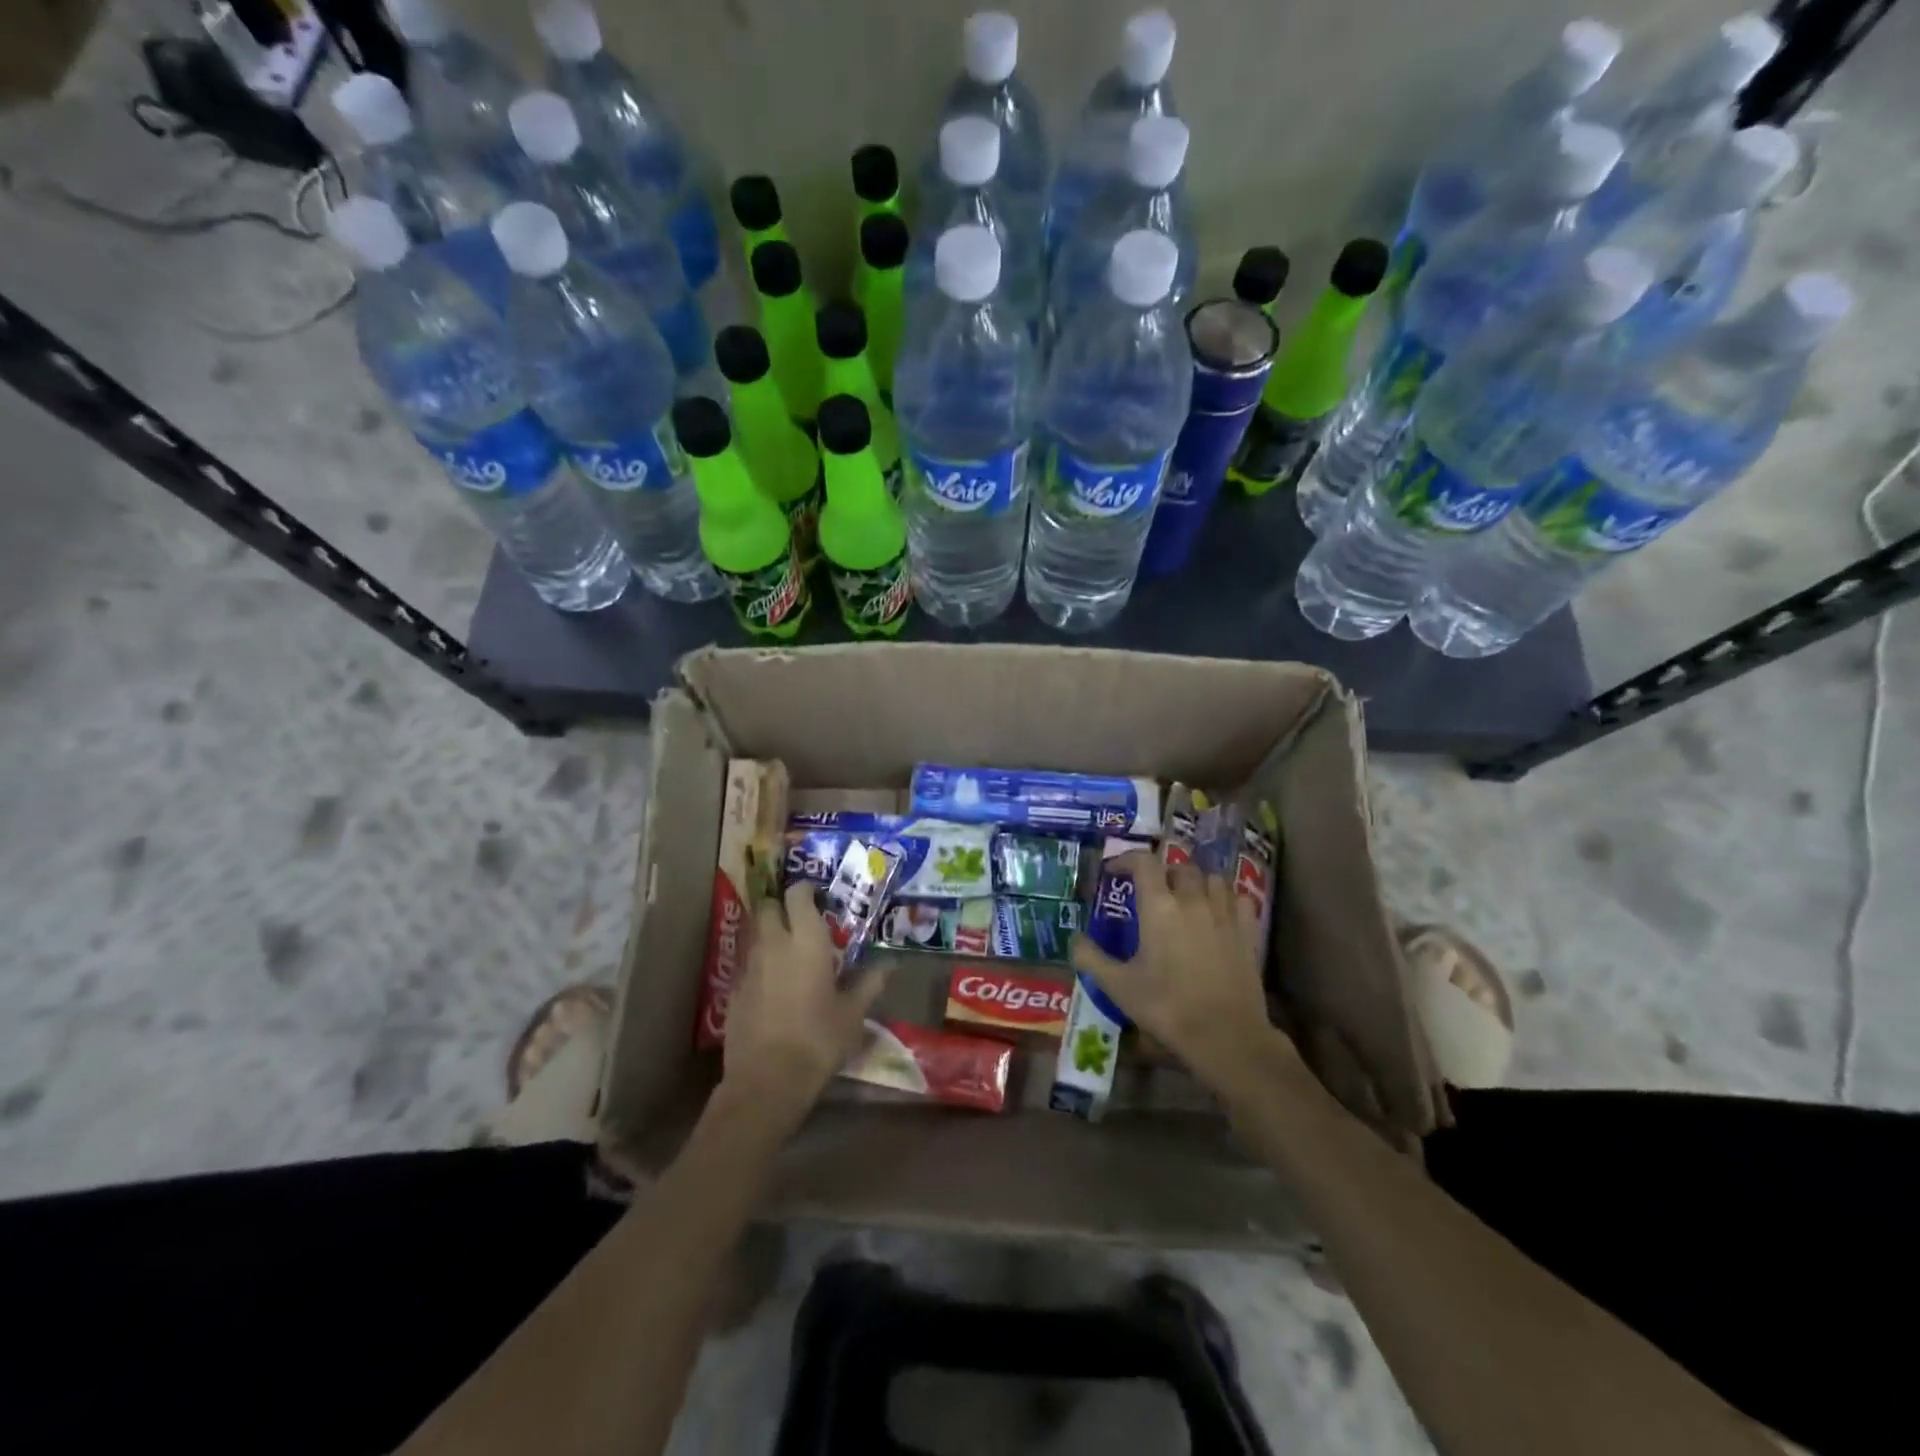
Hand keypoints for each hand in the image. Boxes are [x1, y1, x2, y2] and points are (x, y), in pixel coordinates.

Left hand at [721, 881, 889, 1129]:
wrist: (766, 1081)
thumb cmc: (818, 1040)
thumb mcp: (853, 1013)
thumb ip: (870, 982)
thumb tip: (890, 964)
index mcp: (805, 941)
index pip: (798, 894)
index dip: (806, 891)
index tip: (819, 898)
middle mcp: (773, 944)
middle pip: (769, 907)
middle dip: (782, 908)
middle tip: (801, 923)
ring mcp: (748, 966)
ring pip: (755, 934)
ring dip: (770, 935)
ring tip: (789, 954)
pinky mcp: (732, 990)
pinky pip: (746, 964)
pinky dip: (758, 965)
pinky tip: (772, 987)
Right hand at [1070, 849, 1294, 1095]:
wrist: (1226, 1036)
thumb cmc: (1167, 1007)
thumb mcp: (1118, 986)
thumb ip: (1091, 958)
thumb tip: (1075, 940)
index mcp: (1159, 907)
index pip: (1144, 862)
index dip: (1126, 859)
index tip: (1114, 871)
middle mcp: (1193, 901)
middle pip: (1179, 868)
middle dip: (1162, 874)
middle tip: (1150, 893)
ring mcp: (1225, 914)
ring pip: (1212, 879)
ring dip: (1195, 882)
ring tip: (1185, 899)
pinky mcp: (1247, 932)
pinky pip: (1239, 899)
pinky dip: (1226, 898)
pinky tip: (1218, 913)